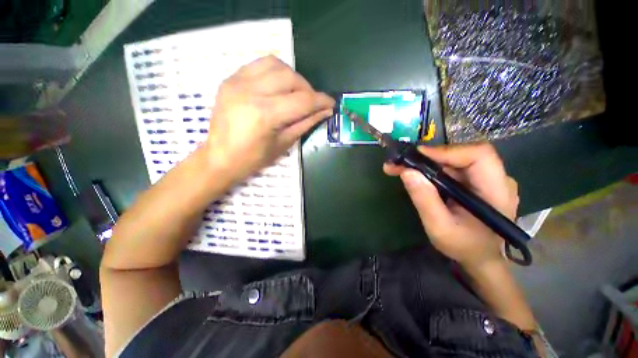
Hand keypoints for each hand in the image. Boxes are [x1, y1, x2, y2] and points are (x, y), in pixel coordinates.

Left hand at [204, 55, 334, 181]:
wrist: (220, 157)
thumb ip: (306, 123)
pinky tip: (278, 86)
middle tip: (312, 102)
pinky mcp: (230, 79)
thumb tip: (325, 112)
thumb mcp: (284, 144)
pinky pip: (259, 65)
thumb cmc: (253, 159)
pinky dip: (274, 72)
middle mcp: (251, 91)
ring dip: (292, 77)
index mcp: (265, 114)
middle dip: (308, 89)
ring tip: (295, 92)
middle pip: (290, 77)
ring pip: (275, 64)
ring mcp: (237, 82)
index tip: (331, 103)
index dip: (321, 101)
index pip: (302, 101)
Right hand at [384, 144, 518, 268]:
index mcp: (497, 191)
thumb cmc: (464, 247)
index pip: (479, 155)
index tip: (416, 155)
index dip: (447, 151)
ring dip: (426, 162)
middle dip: (428, 157)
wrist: (481, 257)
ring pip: (454, 159)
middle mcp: (497, 179)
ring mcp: (487, 179)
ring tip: (401, 168)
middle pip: (462, 154)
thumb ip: (425, 200)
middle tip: (400, 163)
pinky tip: (416, 174)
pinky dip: (431, 168)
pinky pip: (452, 167)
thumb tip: (407, 172)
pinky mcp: (476, 181)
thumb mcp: (440, 228)